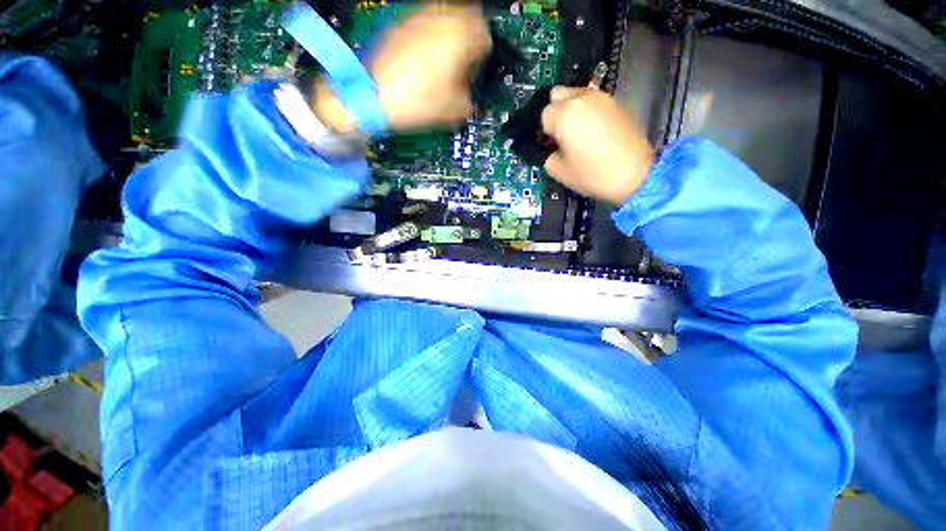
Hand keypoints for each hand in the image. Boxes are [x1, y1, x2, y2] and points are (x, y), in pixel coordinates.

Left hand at [313, 4, 491, 133]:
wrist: (373, 96)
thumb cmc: (415, 101)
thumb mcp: (455, 110)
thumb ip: (470, 100)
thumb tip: (469, 98)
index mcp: (460, 35)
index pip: (485, 36)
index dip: (481, 57)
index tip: (474, 72)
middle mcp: (440, 16)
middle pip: (466, 18)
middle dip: (467, 40)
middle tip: (461, 63)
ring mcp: (417, 16)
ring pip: (443, 17)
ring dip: (447, 37)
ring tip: (441, 64)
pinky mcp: (398, 23)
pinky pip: (422, 24)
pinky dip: (427, 38)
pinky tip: (421, 62)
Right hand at [541, 87, 654, 204]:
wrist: (634, 174)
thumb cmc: (592, 174)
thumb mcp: (558, 170)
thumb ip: (546, 154)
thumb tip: (549, 147)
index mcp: (564, 114)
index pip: (543, 115)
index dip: (544, 132)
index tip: (550, 146)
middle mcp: (581, 98)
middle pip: (557, 94)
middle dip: (554, 112)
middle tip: (560, 135)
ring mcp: (601, 97)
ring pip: (576, 95)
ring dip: (571, 110)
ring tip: (578, 133)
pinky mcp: (615, 102)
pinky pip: (592, 101)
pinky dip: (587, 112)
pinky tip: (593, 132)